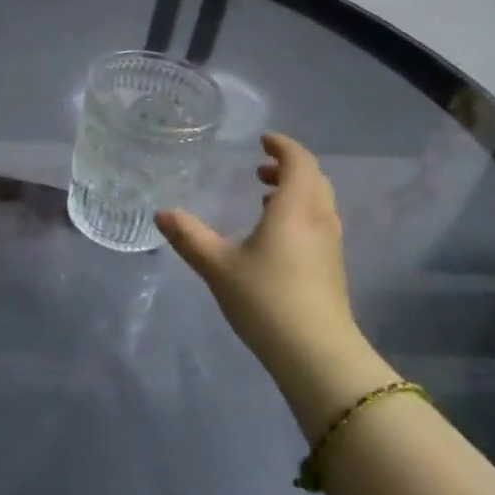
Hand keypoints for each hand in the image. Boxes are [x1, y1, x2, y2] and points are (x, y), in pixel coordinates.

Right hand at [158, 134, 396, 430]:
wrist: (316, 354)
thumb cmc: (266, 299)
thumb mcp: (217, 266)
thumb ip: (188, 236)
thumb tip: (161, 213)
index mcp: (295, 208)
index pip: (299, 161)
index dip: (283, 146)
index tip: (262, 140)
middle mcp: (320, 218)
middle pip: (314, 179)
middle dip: (288, 167)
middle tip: (259, 168)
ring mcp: (331, 244)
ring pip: (319, 201)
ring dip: (296, 190)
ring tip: (264, 197)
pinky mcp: (332, 267)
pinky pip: (319, 222)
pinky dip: (300, 212)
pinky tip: (276, 235)